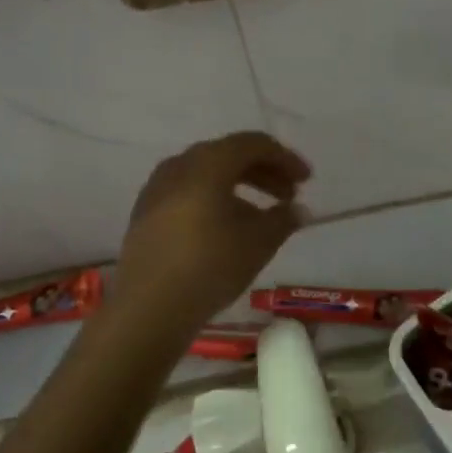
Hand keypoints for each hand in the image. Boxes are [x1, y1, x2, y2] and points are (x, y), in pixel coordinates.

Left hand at [114, 132, 311, 337]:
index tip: (306, 180)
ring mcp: (157, 188)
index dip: (285, 158)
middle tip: (288, 195)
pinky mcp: (145, 213)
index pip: (254, 144)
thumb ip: (283, 219)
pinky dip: (214, 199)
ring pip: (207, 174)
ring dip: (239, 186)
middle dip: (264, 172)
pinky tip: (226, 227)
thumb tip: (296, 209)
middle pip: (229, 155)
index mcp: (209, 162)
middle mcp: (180, 165)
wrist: (148, 308)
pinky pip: (188, 192)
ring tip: (261, 215)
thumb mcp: (259, 242)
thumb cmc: (211, 265)